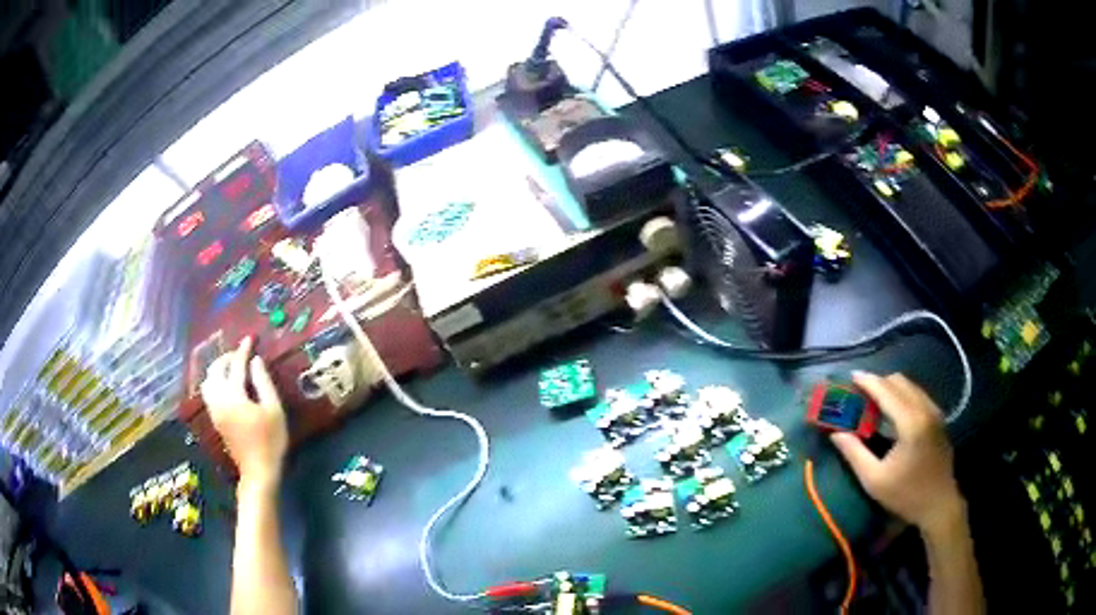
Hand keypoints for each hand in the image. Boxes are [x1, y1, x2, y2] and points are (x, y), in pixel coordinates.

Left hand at [201, 337, 288, 491]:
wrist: (258, 470)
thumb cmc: (270, 440)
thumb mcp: (274, 410)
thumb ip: (263, 382)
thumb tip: (256, 361)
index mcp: (234, 395)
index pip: (236, 365)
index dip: (243, 350)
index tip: (250, 338)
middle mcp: (219, 399)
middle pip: (215, 370)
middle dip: (227, 358)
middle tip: (241, 355)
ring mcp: (215, 410)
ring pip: (208, 381)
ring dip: (218, 370)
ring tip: (232, 369)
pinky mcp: (215, 419)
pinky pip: (209, 393)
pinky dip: (215, 383)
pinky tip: (227, 386)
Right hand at [830, 371, 964, 533]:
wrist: (939, 505)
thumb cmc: (906, 495)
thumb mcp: (874, 480)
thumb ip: (854, 453)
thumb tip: (835, 433)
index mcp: (910, 423)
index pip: (886, 391)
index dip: (868, 381)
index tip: (851, 375)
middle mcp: (925, 409)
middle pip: (899, 382)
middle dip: (878, 383)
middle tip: (859, 393)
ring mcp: (935, 412)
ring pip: (910, 386)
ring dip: (891, 388)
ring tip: (873, 401)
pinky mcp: (938, 418)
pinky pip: (918, 395)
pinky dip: (902, 395)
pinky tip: (892, 412)